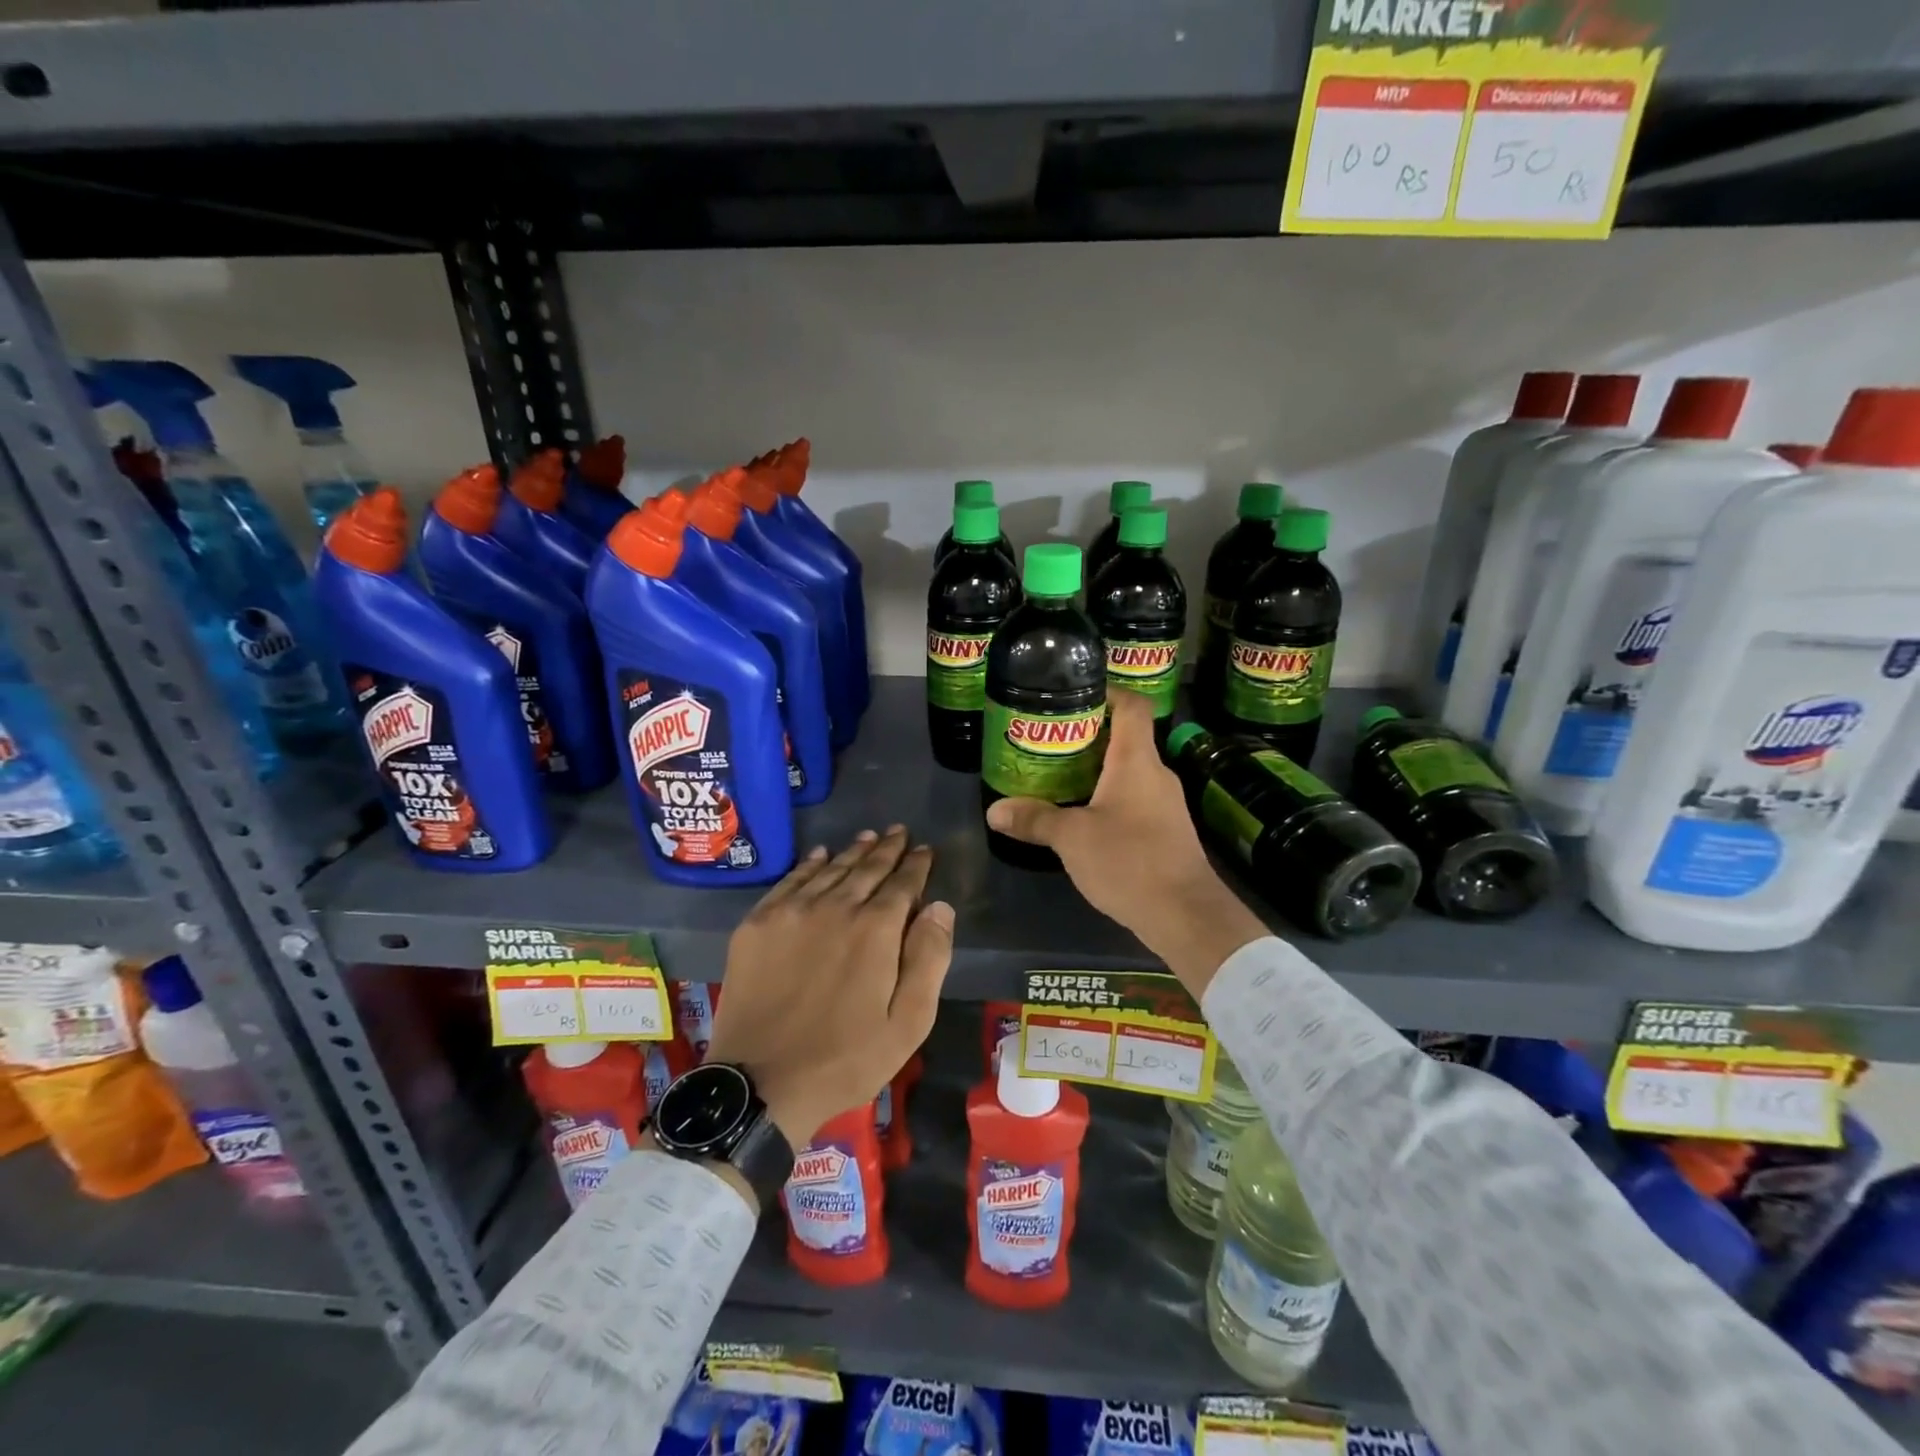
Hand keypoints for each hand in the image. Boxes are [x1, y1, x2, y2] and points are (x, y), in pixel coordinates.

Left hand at [705, 827, 953, 1152]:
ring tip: (869, 837)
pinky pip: (790, 881)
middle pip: (866, 868)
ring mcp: (791, 912)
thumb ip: (929, 958)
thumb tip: (939, 906)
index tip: (925, 850)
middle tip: (900, 832)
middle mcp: (835, 907)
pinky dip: (809, 864)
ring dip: (853, 851)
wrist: (760, 1084)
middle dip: (887, 849)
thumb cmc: (846, 1059)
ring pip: (830, 869)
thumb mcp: (908, 1023)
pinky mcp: (757, 924)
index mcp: (876, 930)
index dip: (916, 864)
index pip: (902, 883)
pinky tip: (820, 855)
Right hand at [985, 691, 1266, 994]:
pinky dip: (1109, 798)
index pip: (1132, 705)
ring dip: (1098, 770)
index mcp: (1136, 761)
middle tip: (1050, 740)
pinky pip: (1135, 799)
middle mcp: (1156, 774)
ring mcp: (1166, 803)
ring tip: (1059, 776)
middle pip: (1126, 737)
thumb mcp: (1072, 839)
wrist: (1185, 914)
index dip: (1107, 691)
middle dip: (1089, 735)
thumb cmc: (1129, 861)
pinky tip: (1084, 817)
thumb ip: (1035, 820)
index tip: (1074, 695)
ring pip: (1129, 772)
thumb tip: (994, 811)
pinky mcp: (1167, 830)